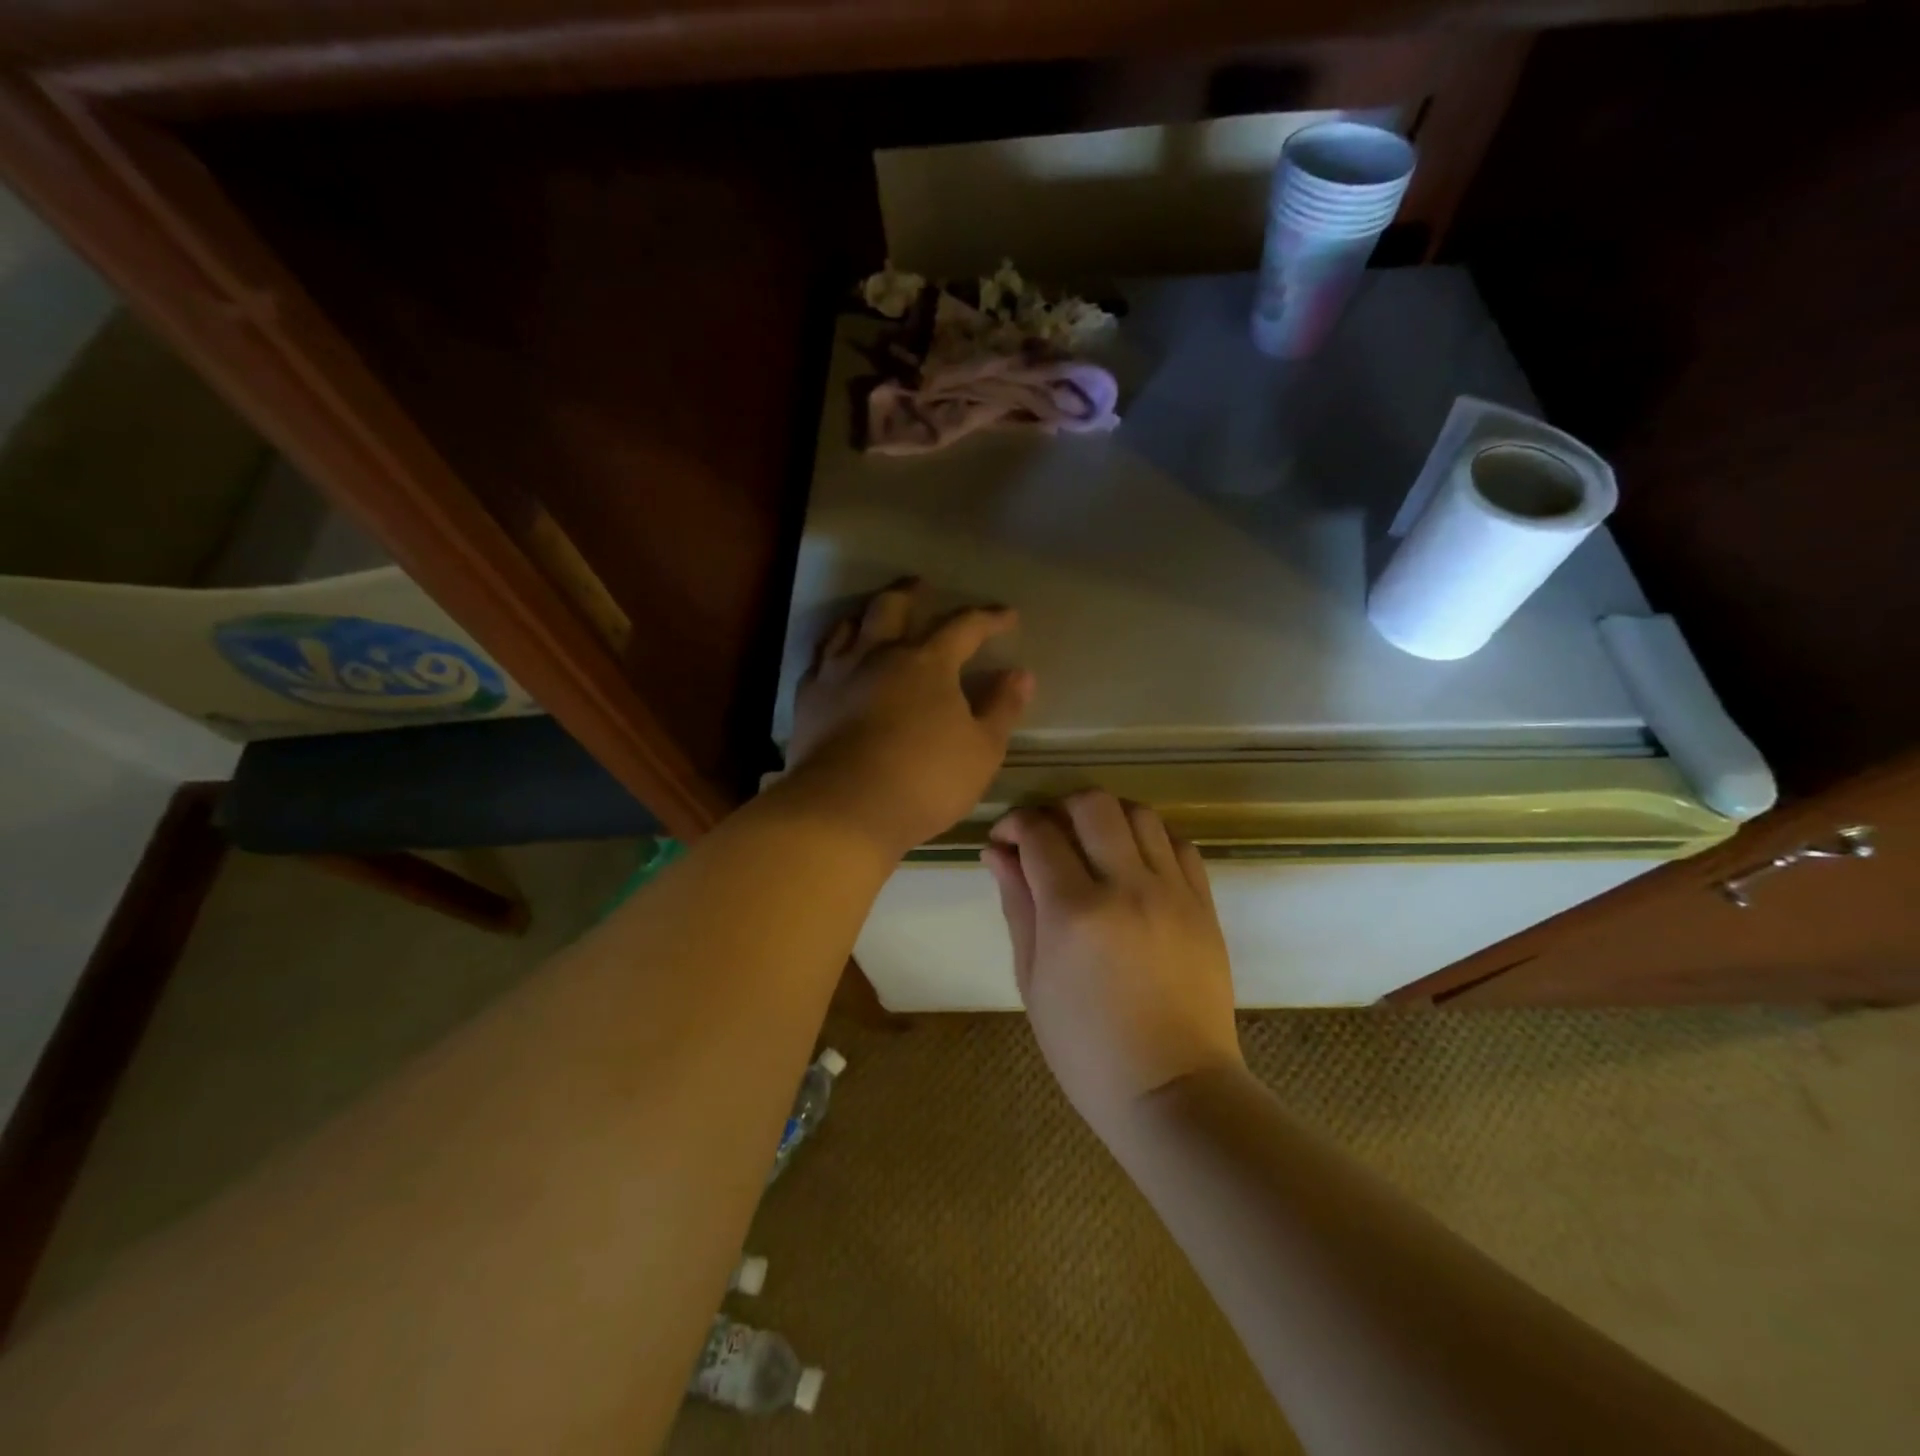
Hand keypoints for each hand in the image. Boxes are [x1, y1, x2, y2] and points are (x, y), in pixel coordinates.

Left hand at [785, 580, 1032, 858]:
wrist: (844, 809)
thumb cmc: (925, 781)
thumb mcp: (981, 751)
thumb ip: (1002, 709)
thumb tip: (1021, 674)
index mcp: (927, 663)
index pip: (964, 627)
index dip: (988, 619)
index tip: (1006, 615)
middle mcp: (879, 654)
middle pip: (892, 607)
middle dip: (911, 592)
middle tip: (921, 585)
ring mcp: (837, 673)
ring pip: (848, 626)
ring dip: (866, 614)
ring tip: (874, 615)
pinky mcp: (808, 698)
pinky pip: (819, 659)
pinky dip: (833, 650)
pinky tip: (835, 660)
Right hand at [986, 791, 1242, 1136]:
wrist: (1173, 1089)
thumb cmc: (1086, 1048)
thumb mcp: (1033, 980)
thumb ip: (1017, 906)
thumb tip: (998, 853)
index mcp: (1074, 911)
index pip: (1039, 833)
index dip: (1015, 824)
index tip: (1006, 839)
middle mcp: (1126, 887)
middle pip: (1094, 804)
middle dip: (1060, 806)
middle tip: (1049, 834)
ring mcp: (1173, 892)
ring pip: (1141, 814)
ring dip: (1107, 817)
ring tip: (1093, 844)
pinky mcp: (1204, 905)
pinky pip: (1180, 845)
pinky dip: (1151, 839)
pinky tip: (1136, 864)